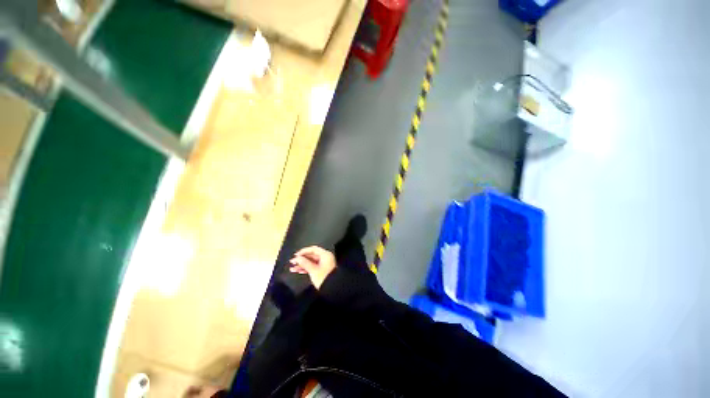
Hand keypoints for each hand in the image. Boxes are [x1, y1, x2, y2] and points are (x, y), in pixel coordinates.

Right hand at [289, 246, 335, 288]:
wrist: (333, 289)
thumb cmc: (323, 277)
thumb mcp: (313, 270)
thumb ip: (304, 263)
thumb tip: (297, 258)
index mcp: (325, 255)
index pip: (313, 249)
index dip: (304, 251)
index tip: (295, 255)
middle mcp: (325, 258)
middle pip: (312, 256)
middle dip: (301, 259)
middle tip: (292, 262)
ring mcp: (324, 264)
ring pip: (311, 262)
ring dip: (302, 265)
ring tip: (292, 269)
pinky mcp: (322, 270)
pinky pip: (313, 267)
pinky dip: (306, 269)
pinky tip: (298, 271)